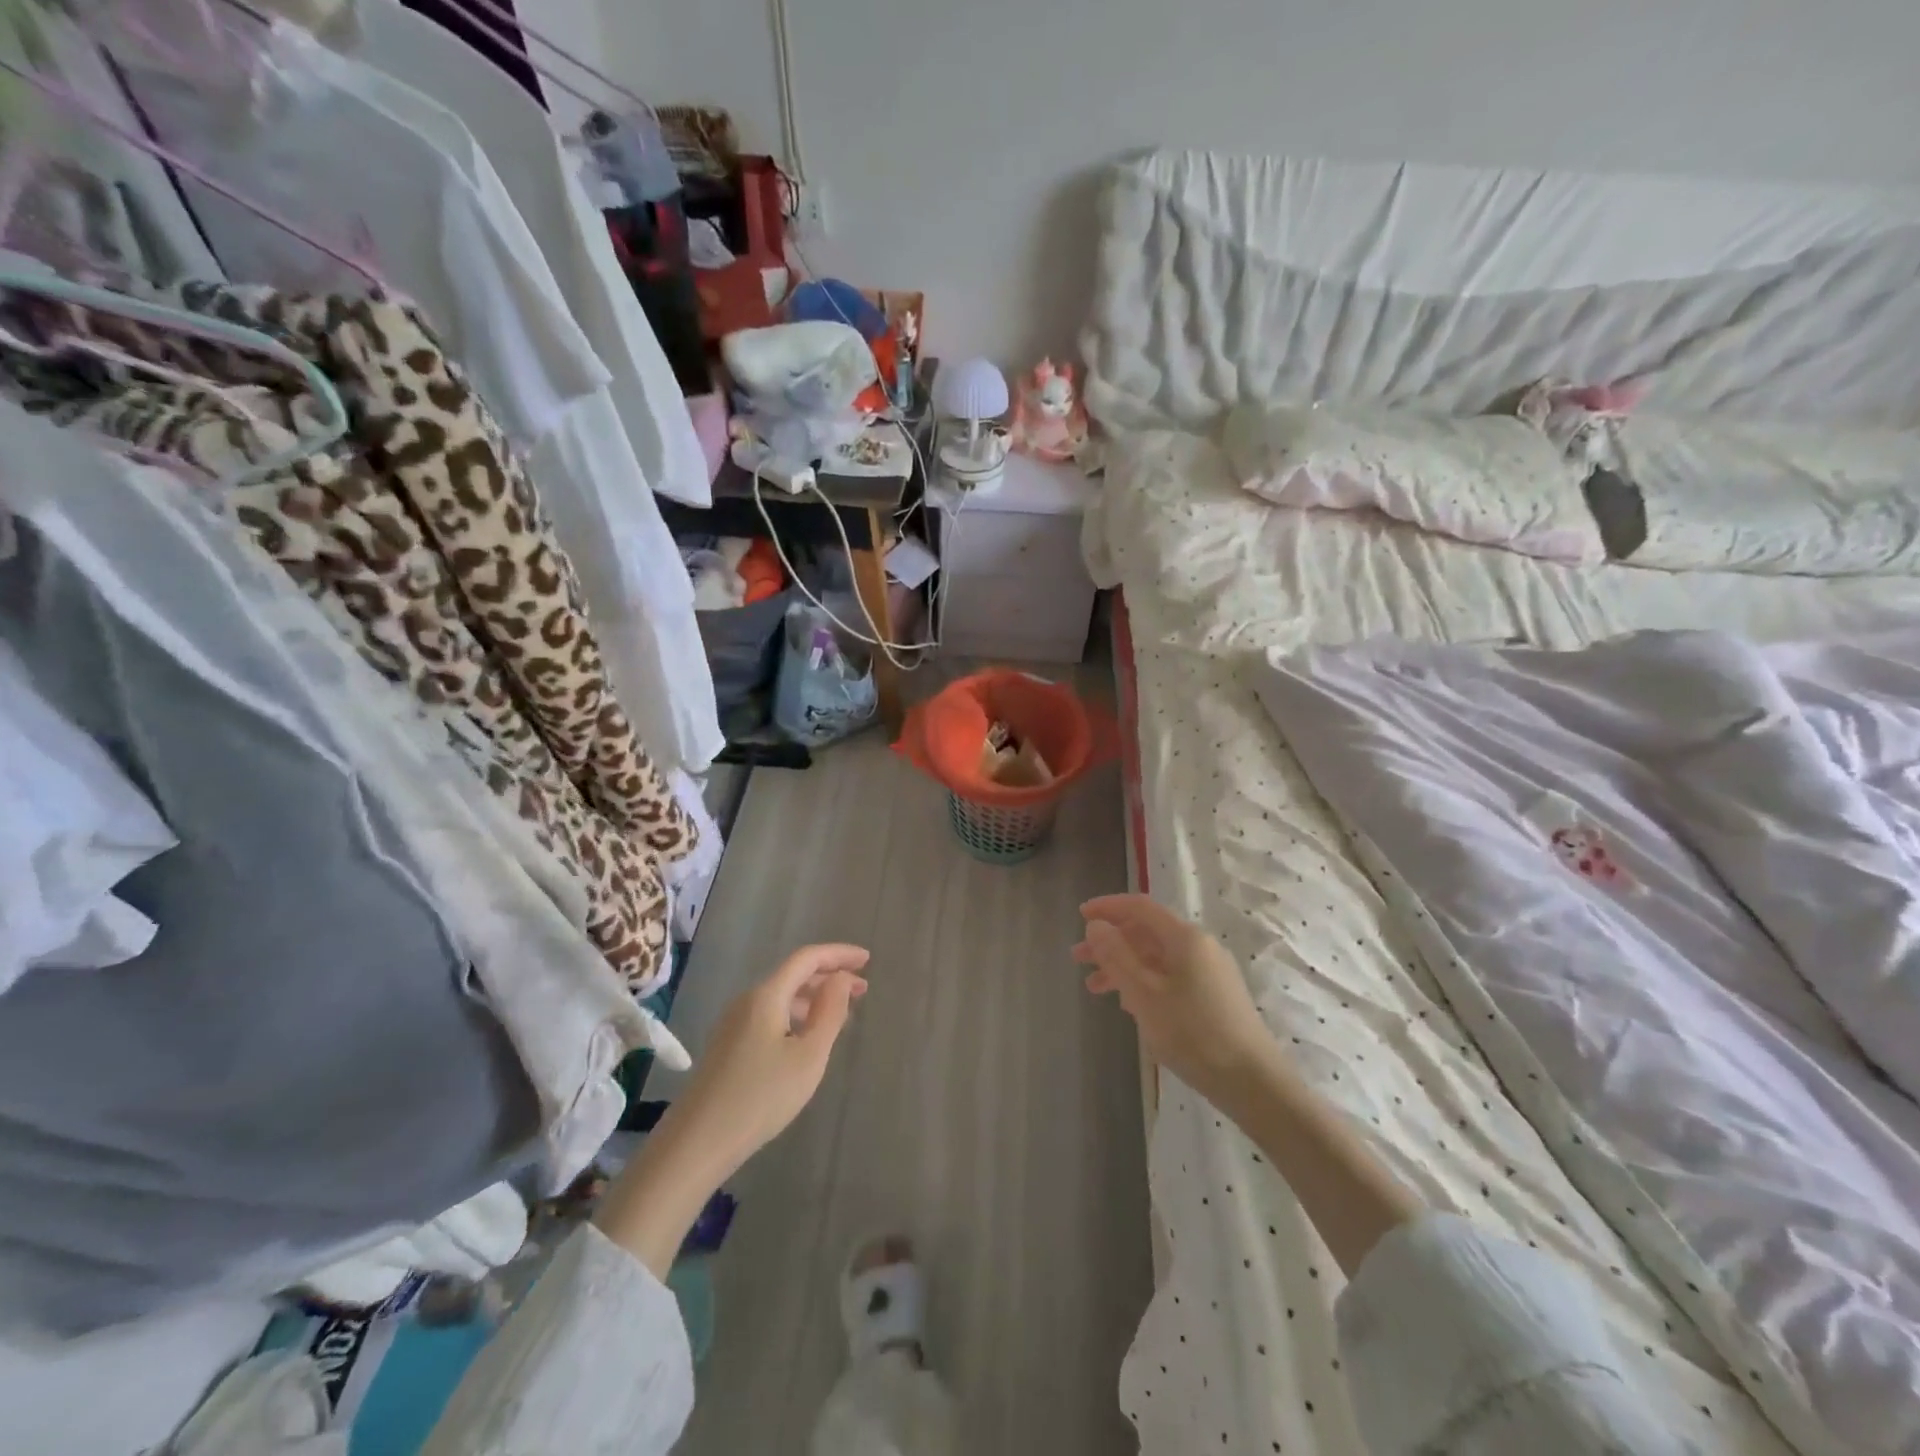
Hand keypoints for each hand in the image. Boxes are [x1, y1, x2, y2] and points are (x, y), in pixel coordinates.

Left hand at [669, 943, 871, 1176]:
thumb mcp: (808, 1056)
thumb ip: (830, 1012)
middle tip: (863, 990)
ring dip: (813, 998)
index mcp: (767, 995)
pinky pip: (770, 1015)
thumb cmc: (761, 1097)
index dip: (839, 954)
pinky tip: (808, 1037)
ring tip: (842, 1014)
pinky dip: (796, 1015)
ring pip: (781, 996)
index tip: (867, 959)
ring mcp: (734, 1024)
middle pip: (793, 974)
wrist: (697, 1143)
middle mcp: (748, 1001)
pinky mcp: (728, 1046)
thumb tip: (841, 979)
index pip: (807, 958)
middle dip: (829, 976)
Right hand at [1075, 895, 1281, 1111]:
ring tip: (1095, 989)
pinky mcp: (1215, 996)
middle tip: (1078, 958)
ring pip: (1157, 958)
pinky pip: (1170, 977)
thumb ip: (1116, 956)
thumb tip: (1096, 924)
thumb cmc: (1193, 1033)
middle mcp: (1200, 947)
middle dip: (1110, 942)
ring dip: (1123, 967)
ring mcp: (1210, 972)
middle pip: (1147, 933)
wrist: (1253, 1082)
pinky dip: (1144, 983)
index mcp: (1185, 938)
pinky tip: (1130, 1005)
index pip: (1140, 907)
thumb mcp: (1144, 994)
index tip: (1080, 915)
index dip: (1107, 907)